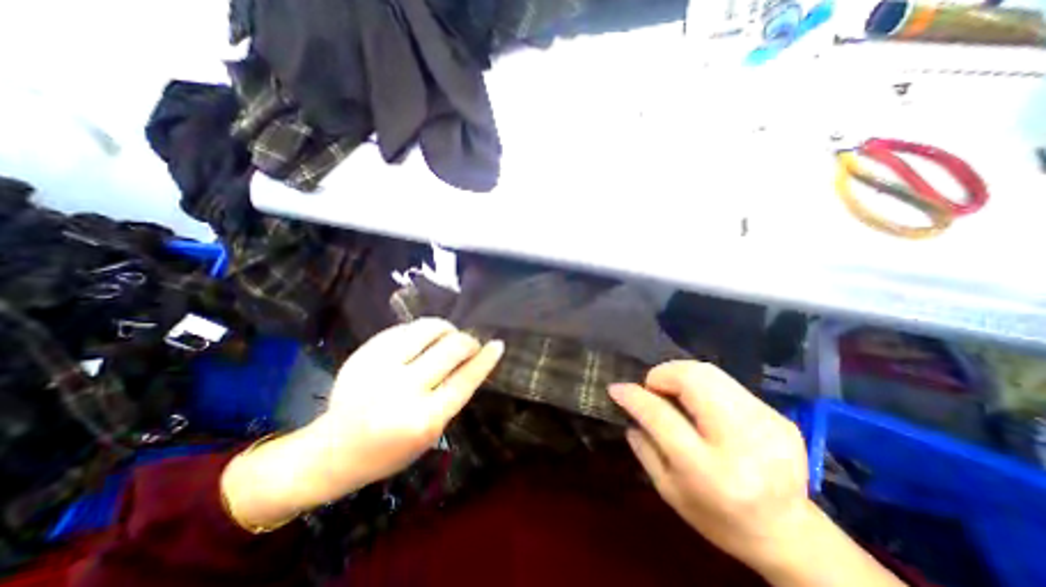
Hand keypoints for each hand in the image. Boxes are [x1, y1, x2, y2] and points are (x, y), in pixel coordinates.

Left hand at [220, 319, 500, 528]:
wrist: (333, 451)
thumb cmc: (390, 450)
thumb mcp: (430, 433)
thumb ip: (452, 397)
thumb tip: (473, 362)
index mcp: (423, 419)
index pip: (465, 379)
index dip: (485, 359)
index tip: (497, 345)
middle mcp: (402, 389)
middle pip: (450, 348)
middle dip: (468, 341)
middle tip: (470, 344)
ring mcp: (379, 367)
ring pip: (427, 329)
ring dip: (446, 328)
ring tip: (448, 335)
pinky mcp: (364, 353)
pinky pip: (404, 329)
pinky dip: (421, 331)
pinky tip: (422, 339)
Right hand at [610, 360, 812, 571]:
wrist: (791, 535)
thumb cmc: (719, 519)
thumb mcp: (669, 490)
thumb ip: (644, 447)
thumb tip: (629, 406)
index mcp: (710, 473)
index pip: (662, 417)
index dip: (635, 396)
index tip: (617, 388)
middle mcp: (742, 443)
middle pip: (692, 380)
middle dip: (662, 375)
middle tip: (652, 389)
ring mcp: (766, 425)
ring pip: (709, 372)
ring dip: (680, 375)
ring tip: (673, 393)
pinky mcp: (778, 416)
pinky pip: (726, 382)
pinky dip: (702, 385)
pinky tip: (701, 406)